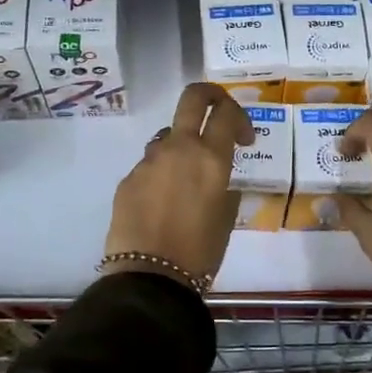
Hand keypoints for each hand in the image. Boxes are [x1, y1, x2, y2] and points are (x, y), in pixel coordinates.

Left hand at [105, 82, 253, 280]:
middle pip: (192, 97)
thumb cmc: (200, 251)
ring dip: (181, 147)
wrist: (150, 277)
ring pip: (168, 136)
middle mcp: (179, 148)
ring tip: (185, 181)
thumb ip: (224, 187)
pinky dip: (160, 175)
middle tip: (217, 110)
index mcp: (210, 157)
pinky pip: (149, 166)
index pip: (226, 112)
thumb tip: (217, 179)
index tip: (243, 139)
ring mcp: (149, 160)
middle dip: (209, 95)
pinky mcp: (128, 178)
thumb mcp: (226, 217)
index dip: (239, 116)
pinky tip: (162, 205)